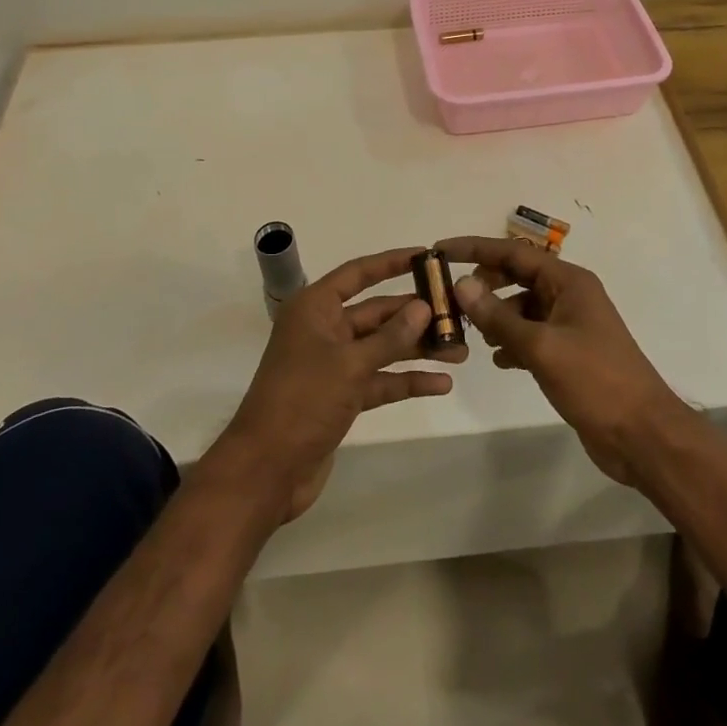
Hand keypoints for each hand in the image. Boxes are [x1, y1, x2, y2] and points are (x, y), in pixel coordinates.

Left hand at [220, 247, 463, 522]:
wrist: (266, 470)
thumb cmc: (303, 401)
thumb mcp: (350, 364)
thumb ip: (390, 336)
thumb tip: (423, 306)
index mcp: (315, 308)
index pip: (359, 273)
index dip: (392, 262)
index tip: (428, 255)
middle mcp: (324, 329)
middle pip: (377, 312)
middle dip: (416, 315)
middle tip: (458, 313)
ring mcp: (333, 364)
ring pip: (383, 348)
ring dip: (417, 349)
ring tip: (460, 351)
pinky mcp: (341, 396)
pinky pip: (380, 380)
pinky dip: (406, 381)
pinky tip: (441, 384)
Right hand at [435, 236, 686, 485]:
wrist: (643, 435)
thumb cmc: (595, 381)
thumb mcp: (541, 347)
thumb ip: (498, 317)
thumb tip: (461, 284)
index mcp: (568, 282)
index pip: (514, 253)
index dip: (476, 249)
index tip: (440, 251)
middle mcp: (569, 295)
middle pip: (517, 276)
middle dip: (484, 285)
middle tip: (452, 300)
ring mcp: (570, 325)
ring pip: (522, 308)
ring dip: (496, 317)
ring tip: (469, 336)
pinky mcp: (569, 353)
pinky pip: (531, 335)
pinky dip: (512, 341)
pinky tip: (497, 360)